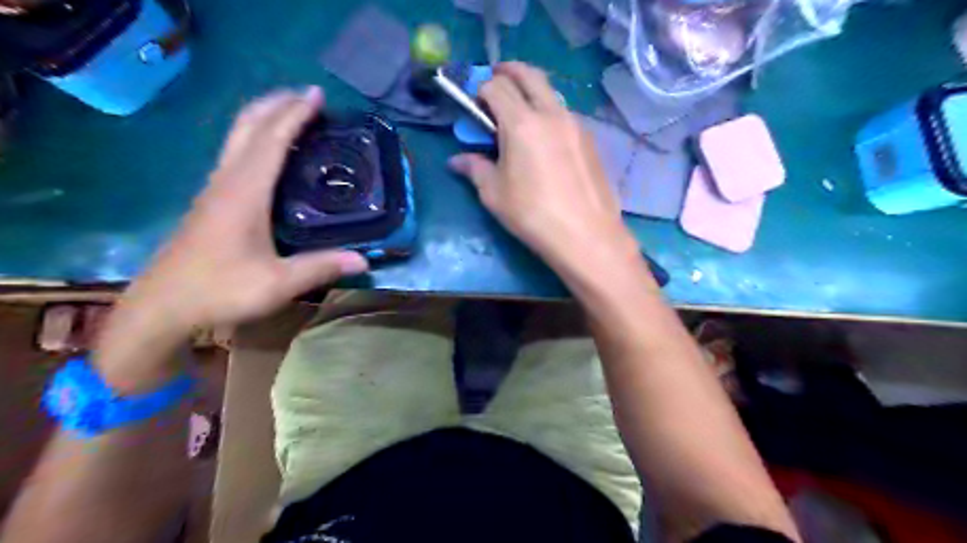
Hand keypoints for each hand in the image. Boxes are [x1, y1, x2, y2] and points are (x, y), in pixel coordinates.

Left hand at [107, 86, 365, 347]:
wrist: (162, 307)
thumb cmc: (220, 290)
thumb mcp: (278, 284)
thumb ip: (321, 268)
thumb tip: (364, 261)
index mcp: (244, 193)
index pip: (271, 140)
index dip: (295, 114)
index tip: (317, 95)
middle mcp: (227, 182)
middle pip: (247, 127)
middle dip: (276, 104)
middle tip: (306, 96)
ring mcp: (215, 190)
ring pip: (238, 139)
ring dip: (264, 119)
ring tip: (292, 115)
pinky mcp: (211, 202)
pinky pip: (236, 156)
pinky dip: (256, 140)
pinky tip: (269, 154)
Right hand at [452, 63, 638, 278]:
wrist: (585, 235)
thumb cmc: (532, 214)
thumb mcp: (494, 194)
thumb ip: (475, 169)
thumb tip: (457, 161)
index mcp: (522, 123)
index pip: (497, 87)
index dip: (482, 90)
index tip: (476, 104)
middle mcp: (551, 114)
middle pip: (529, 75)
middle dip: (509, 71)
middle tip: (497, 79)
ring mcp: (575, 124)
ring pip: (550, 93)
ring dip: (532, 93)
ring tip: (521, 115)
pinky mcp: (590, 140)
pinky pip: (565, 115)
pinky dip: (549, 114)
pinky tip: (545, 141)